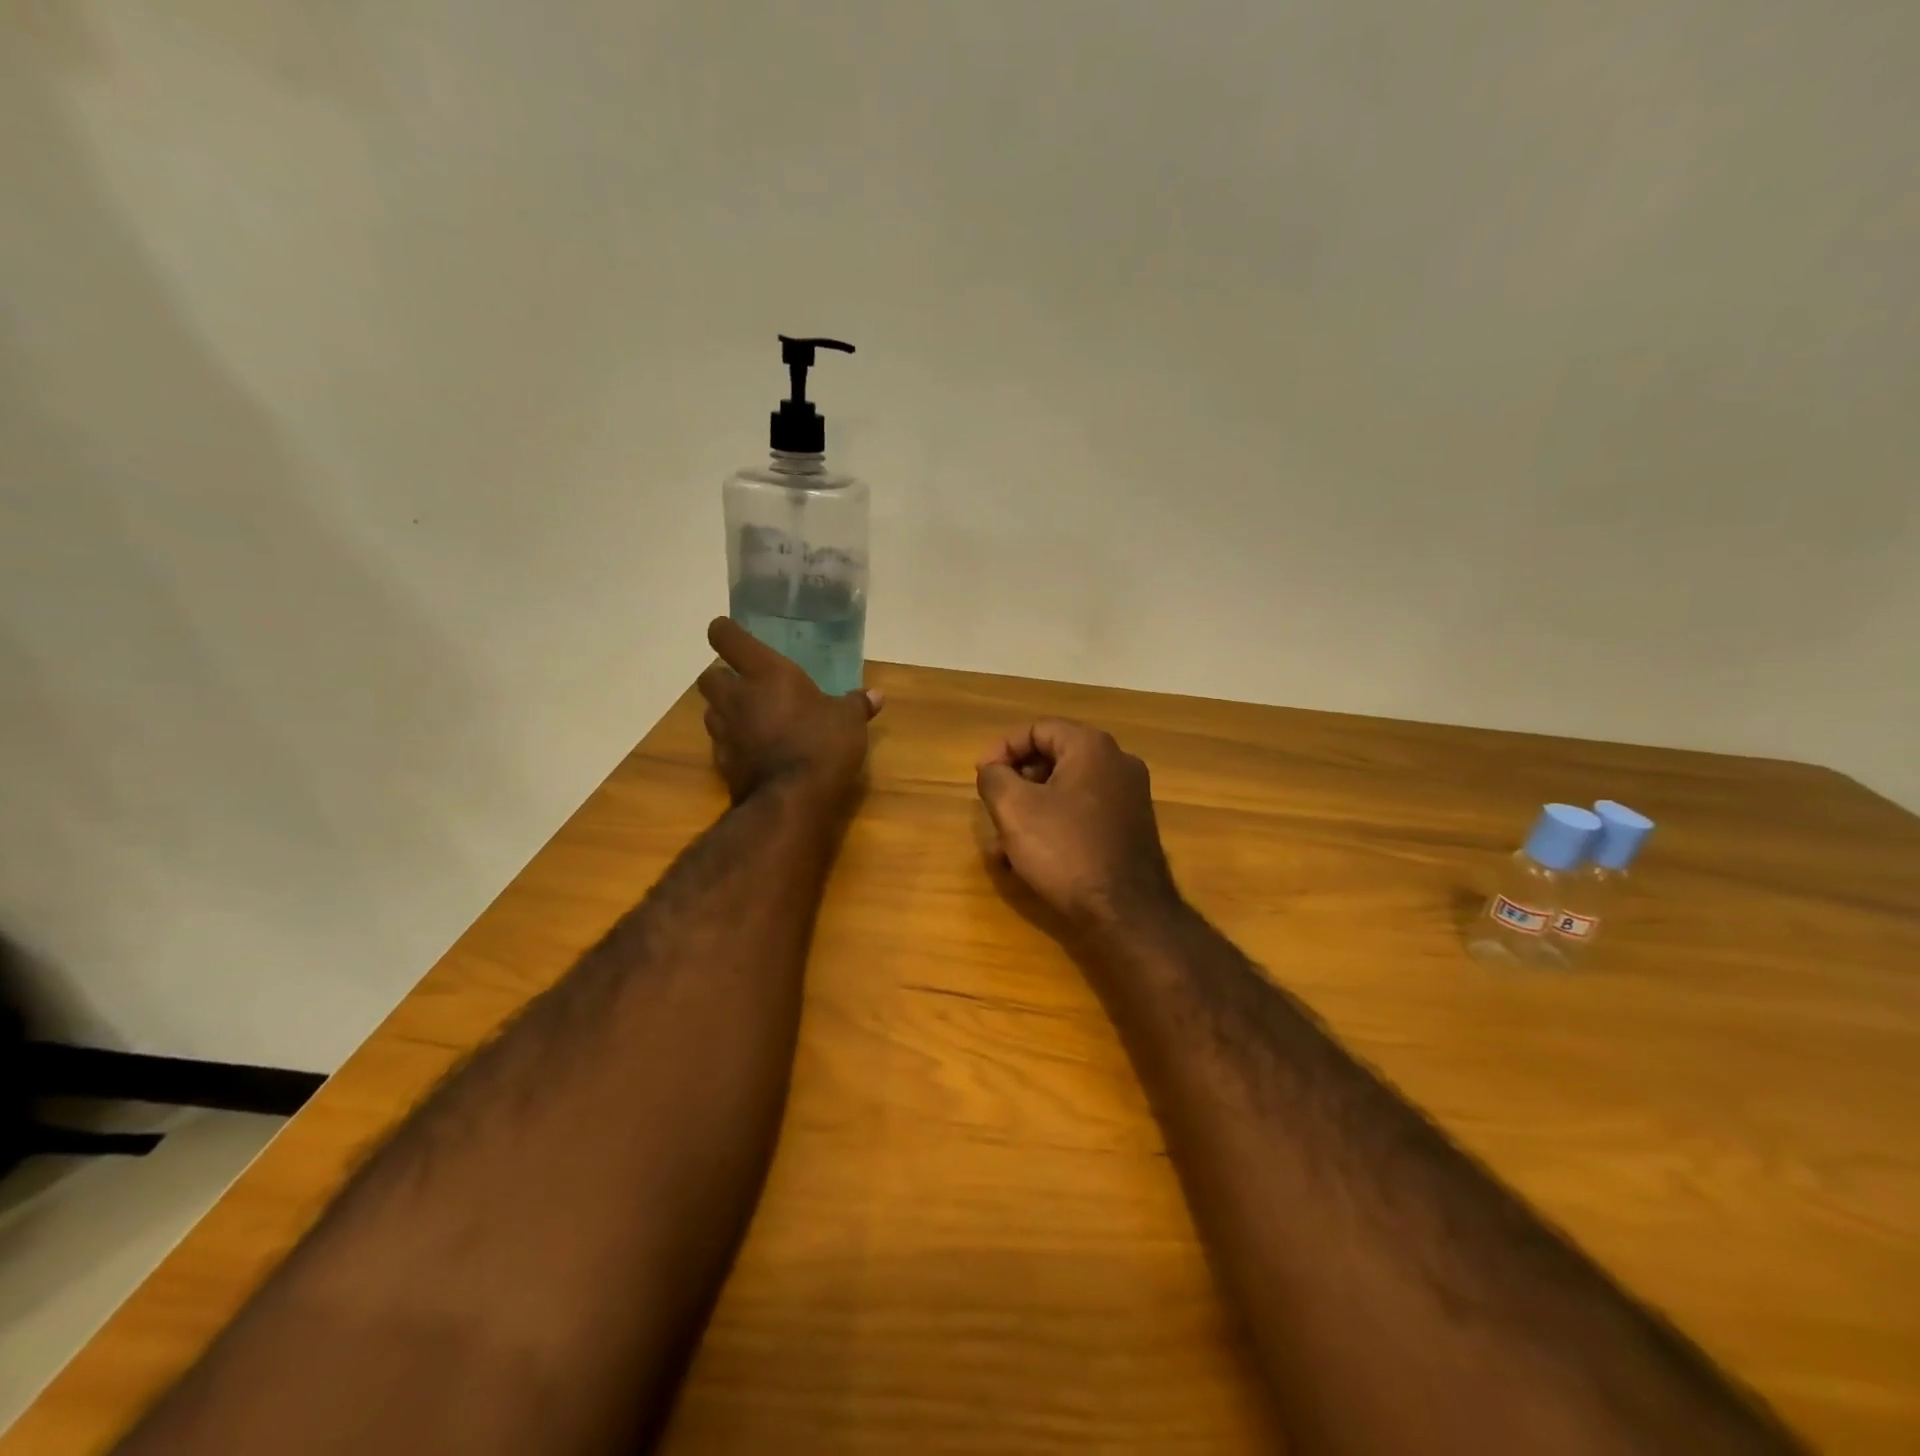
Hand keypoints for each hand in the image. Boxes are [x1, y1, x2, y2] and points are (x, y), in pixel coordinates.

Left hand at [697, 618, 881, 807]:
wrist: (791, 801)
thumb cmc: (822, 745)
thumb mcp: (849, 721)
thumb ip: (857, 704)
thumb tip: (876, 695)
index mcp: (765, 673)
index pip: (727, 638)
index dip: (725, 631)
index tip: (729, 631)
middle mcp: (736, 697)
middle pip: (709, 676)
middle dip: (722, 676)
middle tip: (745, 682)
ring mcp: (724, 732)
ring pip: (711, 710)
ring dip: (725, 710)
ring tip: (749, 716)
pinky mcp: (722, 763)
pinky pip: (721, 743)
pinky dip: (733, 742)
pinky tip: (753, 749)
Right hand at [975, 719, 1180, 931]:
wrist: (1126, 912)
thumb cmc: (1066, 851)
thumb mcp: (1014, 810)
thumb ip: (994, 778)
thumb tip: (992, 769)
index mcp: (1092, 747)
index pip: (1037, 729)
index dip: (1001, 749)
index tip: (980, 776)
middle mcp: (1118, 763)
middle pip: (1053, 758)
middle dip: (1015, 784)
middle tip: (992, 810)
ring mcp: (1130, 797)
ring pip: (1065, 791)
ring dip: (1030, 811)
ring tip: (1003, 846)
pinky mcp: (1132, 828)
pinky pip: (1083, 814)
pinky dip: (1055, 826)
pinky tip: (1031, 861)